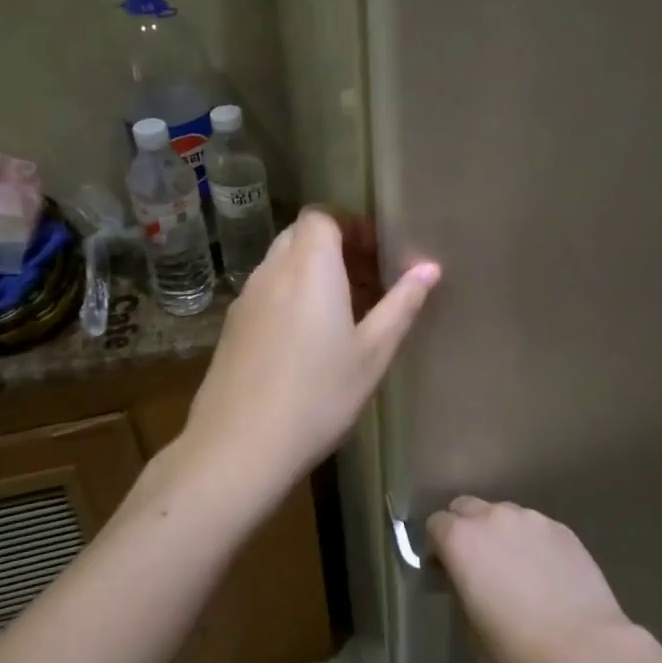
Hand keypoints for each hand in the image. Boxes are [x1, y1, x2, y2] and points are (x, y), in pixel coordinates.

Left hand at [180, 208, 439, 518]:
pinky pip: (266, 292)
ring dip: (312, 272)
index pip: (321, 216)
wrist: (239, 447)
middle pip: (300, 236)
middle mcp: (272, 272)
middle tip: (367, 280)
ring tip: (343, 311)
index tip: (377, 253)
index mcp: (309, 269)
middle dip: (335, 247)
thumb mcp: (373, 353)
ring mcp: (246, 300)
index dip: (350, 225)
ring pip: (281, 264)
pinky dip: (290, 295)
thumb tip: (429, 267)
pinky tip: (307, 339)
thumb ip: (401, 305)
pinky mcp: (232, 327)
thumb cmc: (318, 396)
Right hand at [427, 497, 634, 662]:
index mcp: (461, 540)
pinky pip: (535, 526)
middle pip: (466, 507)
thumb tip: (461, 574)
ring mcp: (531, 518)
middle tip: (477, 562)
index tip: (446, 569)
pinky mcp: (561, 527)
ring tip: (516, 566)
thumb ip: (459, 585)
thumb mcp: (469, 623)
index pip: (436, 523)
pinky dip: (531, 541)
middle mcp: (492, 517)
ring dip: (500, 532)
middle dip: (465, 527)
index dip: (438, 545)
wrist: (584, 648)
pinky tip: (545, 571)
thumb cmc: (516, 646)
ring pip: (503, 514)